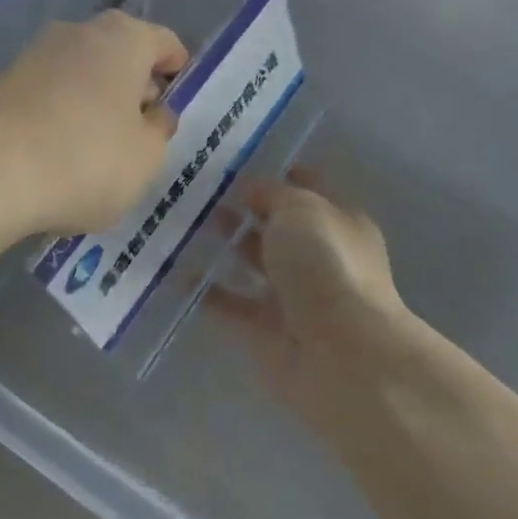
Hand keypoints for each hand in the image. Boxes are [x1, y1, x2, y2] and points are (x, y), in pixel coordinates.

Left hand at [0, 10, 188, 238]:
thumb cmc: (87, 159)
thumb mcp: (147, 156)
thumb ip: (159, 130)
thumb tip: (154, 114)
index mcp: (124, 38)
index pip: (165, 43)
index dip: (177, 72)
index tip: (177, 103)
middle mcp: (79, 31)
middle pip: (121, 54)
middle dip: (135, 87)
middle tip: (143, 129)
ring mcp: (35, 54)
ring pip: (82, 73)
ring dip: (97, 101)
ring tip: (101, 147)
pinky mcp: (3, 82)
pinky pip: (50, 93)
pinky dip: (63, 113)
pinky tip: (62, 152)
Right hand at [208, 170, 433, 437]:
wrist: (340, 355)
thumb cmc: (326, 265)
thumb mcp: (300, 209)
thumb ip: (272, 194)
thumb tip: (250, 189)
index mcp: (339, 221)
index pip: (308, 187)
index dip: (277, 173)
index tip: (236, 163)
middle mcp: (321, 256)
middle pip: (279, 225)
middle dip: (245, 209)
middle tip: (200, 193)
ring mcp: (296, 295)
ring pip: (256, 262)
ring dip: (227, 246)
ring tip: (185, 226)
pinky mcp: (270, 330)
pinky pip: (235, 304)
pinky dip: (210, 292)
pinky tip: (178, 276)